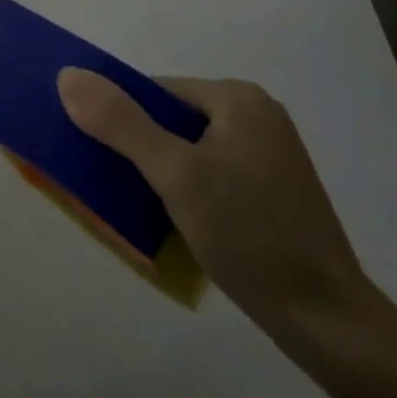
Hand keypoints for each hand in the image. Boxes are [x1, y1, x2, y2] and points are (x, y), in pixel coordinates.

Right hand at [57, 70, 371, 335]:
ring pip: (192, 151)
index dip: (122, 120)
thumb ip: (120, 122)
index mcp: (237, 98)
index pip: (157, 92)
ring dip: (162, 175)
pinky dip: (189, 192)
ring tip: (141, 210)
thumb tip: (67, 75)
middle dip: (141, 151)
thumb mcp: (175, 175)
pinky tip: (177, 224)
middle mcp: (257, 115)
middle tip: (115, 189)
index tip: (98, 158)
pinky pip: (214, 175)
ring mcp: (270, 154)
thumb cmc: (249, 236)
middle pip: (174, 120)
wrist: (329, 323)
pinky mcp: (275, 190)